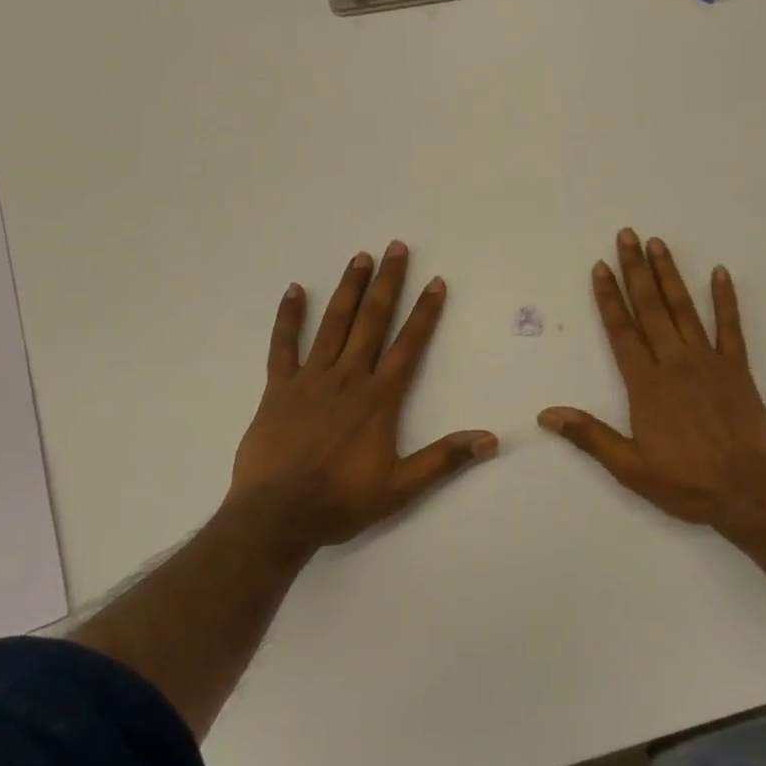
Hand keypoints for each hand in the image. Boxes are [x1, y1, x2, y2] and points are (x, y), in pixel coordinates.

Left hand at [227, 241, 496, 553]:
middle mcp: (348, 378)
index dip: (424, 313)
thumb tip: (490, 440)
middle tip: (396, 248)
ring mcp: (310, 379)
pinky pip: (283, 346)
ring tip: (360, 257)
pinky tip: (295, 290)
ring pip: (333, 324)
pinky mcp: (279, 388)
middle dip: (387, 283)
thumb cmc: (340, 501)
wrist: (275, 518)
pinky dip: (289, 317)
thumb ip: (444, 460)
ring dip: (349, 289)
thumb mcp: (400, 488)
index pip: (408, 345)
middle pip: (371, 321)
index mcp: (378, 398)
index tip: (435, 282)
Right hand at [538, 229, 765, 530]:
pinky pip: (731, 327)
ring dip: (669, 274)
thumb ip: (590, 436)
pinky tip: (721, 273)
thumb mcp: (630, 467)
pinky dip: (726, 299)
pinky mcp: (737, 368)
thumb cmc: (686, 482)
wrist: (749, 491)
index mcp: (645, 384)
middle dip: (635, 270)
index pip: (621, 331)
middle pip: (650, 308)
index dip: (608, 297)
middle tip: (626, 236)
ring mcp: (708, 361)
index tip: (600, 267)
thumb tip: (547, 415)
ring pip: (684, 309)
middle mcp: (674, 362)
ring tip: (658, 244)